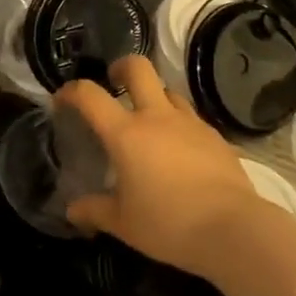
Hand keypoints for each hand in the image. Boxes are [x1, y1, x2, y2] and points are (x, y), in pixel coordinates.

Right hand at [56, 55, 265, 278]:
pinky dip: (178, 124)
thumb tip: (73, 210)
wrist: (232, 228)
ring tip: (149, 122)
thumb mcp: (123, 224)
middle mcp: (157, 117)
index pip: (91, 96)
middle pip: (138, 68)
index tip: (63, 98)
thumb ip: (95, 211)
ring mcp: (190, 123)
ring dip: (154, 96)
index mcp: (126, 134)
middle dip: (121, 68)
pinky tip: (180, 150)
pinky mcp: (215, 135)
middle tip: (114, 82)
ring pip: (168, 90)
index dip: (72, 90)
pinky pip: (190, 118)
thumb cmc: (168, 224)